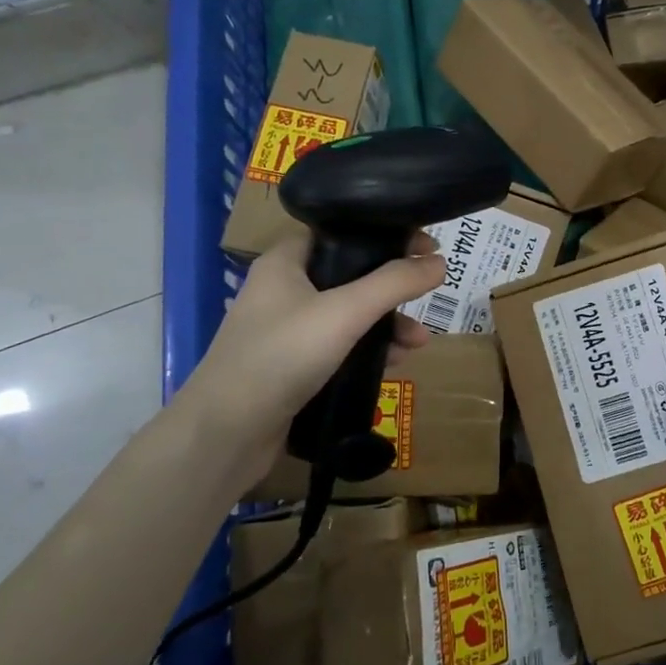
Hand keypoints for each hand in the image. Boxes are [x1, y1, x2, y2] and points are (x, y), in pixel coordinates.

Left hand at [170, 229, 443, 479]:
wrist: (225, 434)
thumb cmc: (281, 356)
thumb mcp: (345, 312)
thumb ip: (394, 283)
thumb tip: (439, 262)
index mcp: (286, 262)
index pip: (341, 231)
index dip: (384, 234)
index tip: (426, 246)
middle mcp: (285, 289)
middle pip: (352, 274)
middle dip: (393, 288)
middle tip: (427, 294)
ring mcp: (288, 330)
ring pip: (350, 314)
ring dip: (387, 324)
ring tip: (418, 342)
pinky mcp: (294, 366)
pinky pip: (342, 346)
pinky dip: (369, 350)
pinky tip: (394, 363)